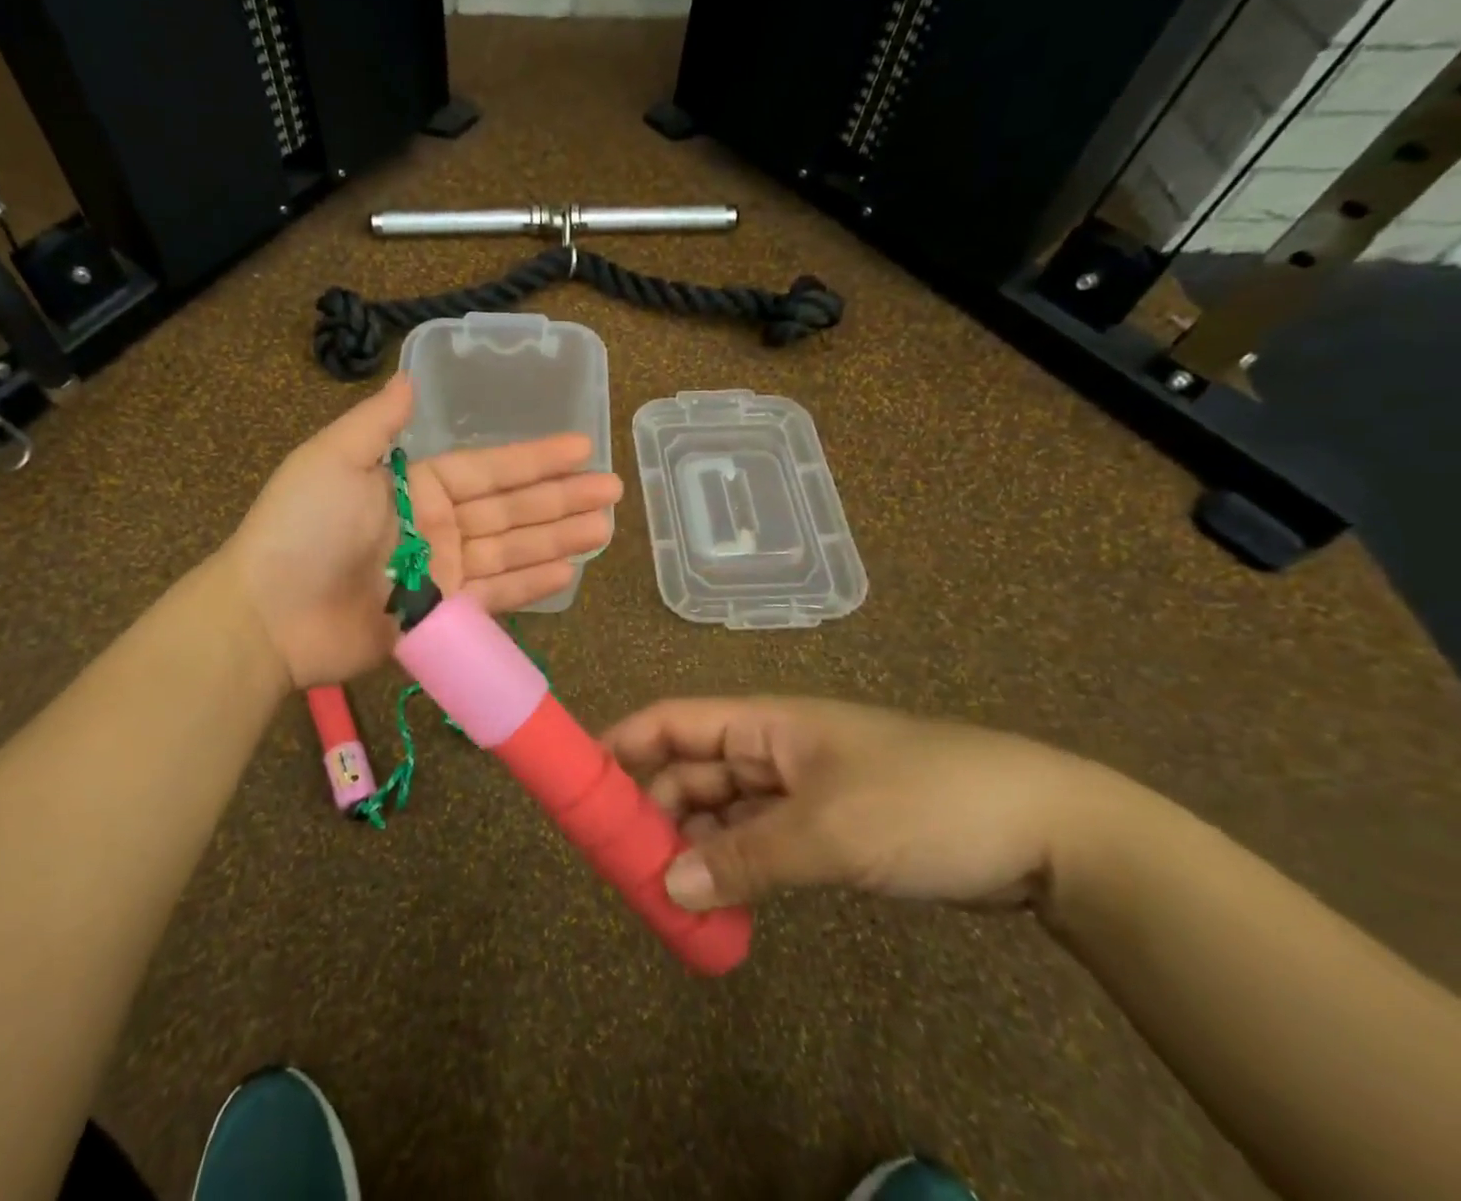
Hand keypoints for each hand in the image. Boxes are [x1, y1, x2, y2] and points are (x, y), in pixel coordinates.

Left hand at [227, 375, 622, 687]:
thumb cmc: (302, 528)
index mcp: (416, 486)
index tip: (582, 446)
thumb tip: (407, 376)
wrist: (269, 613)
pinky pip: (495, 595)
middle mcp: (436, 526)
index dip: (535, 458)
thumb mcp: (334, 459)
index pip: (489, 469)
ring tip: (605, 529)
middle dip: (562, 498)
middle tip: (613, 491)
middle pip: (511, 509)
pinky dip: (531, 584)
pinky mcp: (442, 617)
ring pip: (512, 551)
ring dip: (558, 538)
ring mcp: (442, 574)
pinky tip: (568, 570)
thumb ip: (378, 423)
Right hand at [603, 697, 1117, 913]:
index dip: (624, 741)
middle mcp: (772, 750)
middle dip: (653, 808)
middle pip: (691, 769)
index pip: (674, 720)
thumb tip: (668, 886)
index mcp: (765, 724)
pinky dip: (733, 868)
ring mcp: (800, 791)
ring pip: (722, 811)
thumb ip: (744, 860)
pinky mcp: (827, 828)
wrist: (1045, 831)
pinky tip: (716, 904)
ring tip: (660, 895)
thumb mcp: (829, 832)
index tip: (581, 780)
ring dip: (691, 845)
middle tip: (619, 863)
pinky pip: (758, 843)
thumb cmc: (923, 802)